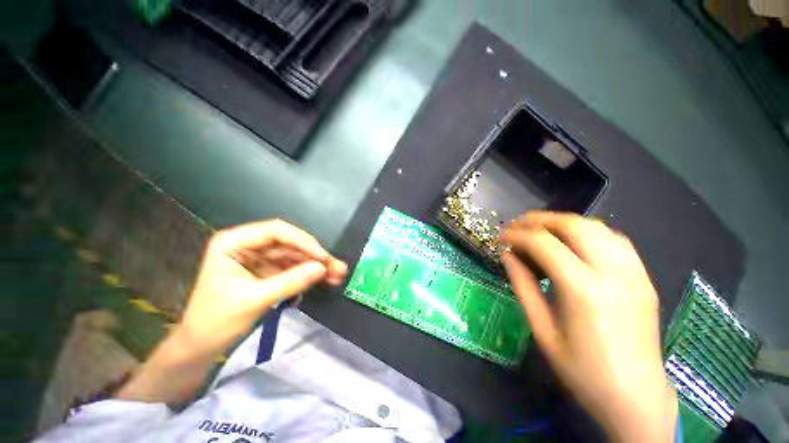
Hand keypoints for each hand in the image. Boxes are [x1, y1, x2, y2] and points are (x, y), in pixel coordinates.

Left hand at [179, 219, 347, 355]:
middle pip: (281, 245)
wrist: (201, 344)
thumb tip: (321, 268)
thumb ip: (289, 282)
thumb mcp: (255, 299)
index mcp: (232, 242)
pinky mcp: (252, 278)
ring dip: (306, 268)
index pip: (273, 232)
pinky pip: (278, 273)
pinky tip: (313, 284)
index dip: (303, 242)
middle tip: (338, 270)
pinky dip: (295, 279)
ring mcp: (247, 262)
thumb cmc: (220, 319)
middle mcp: (240, 246)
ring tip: (334, 278)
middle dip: (309, 257)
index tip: (325, 258)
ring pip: (282, 259)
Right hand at [500, 212, 676, 441]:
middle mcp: (610, 267)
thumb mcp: (547, 338)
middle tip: (521, 227)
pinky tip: (585, 246)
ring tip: (549, 233)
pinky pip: (616, 240)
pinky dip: (594, 234)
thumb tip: (509, 258)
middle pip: (573, 224)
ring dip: (568, 223)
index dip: (519, 235)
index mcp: (583, 289)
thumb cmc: (584, 373)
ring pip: (597, 226)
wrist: (631, 388)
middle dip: (542, 220)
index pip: (546, 244)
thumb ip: (527, 292)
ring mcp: (632, 266)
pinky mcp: (643, 272)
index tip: (502, 236)